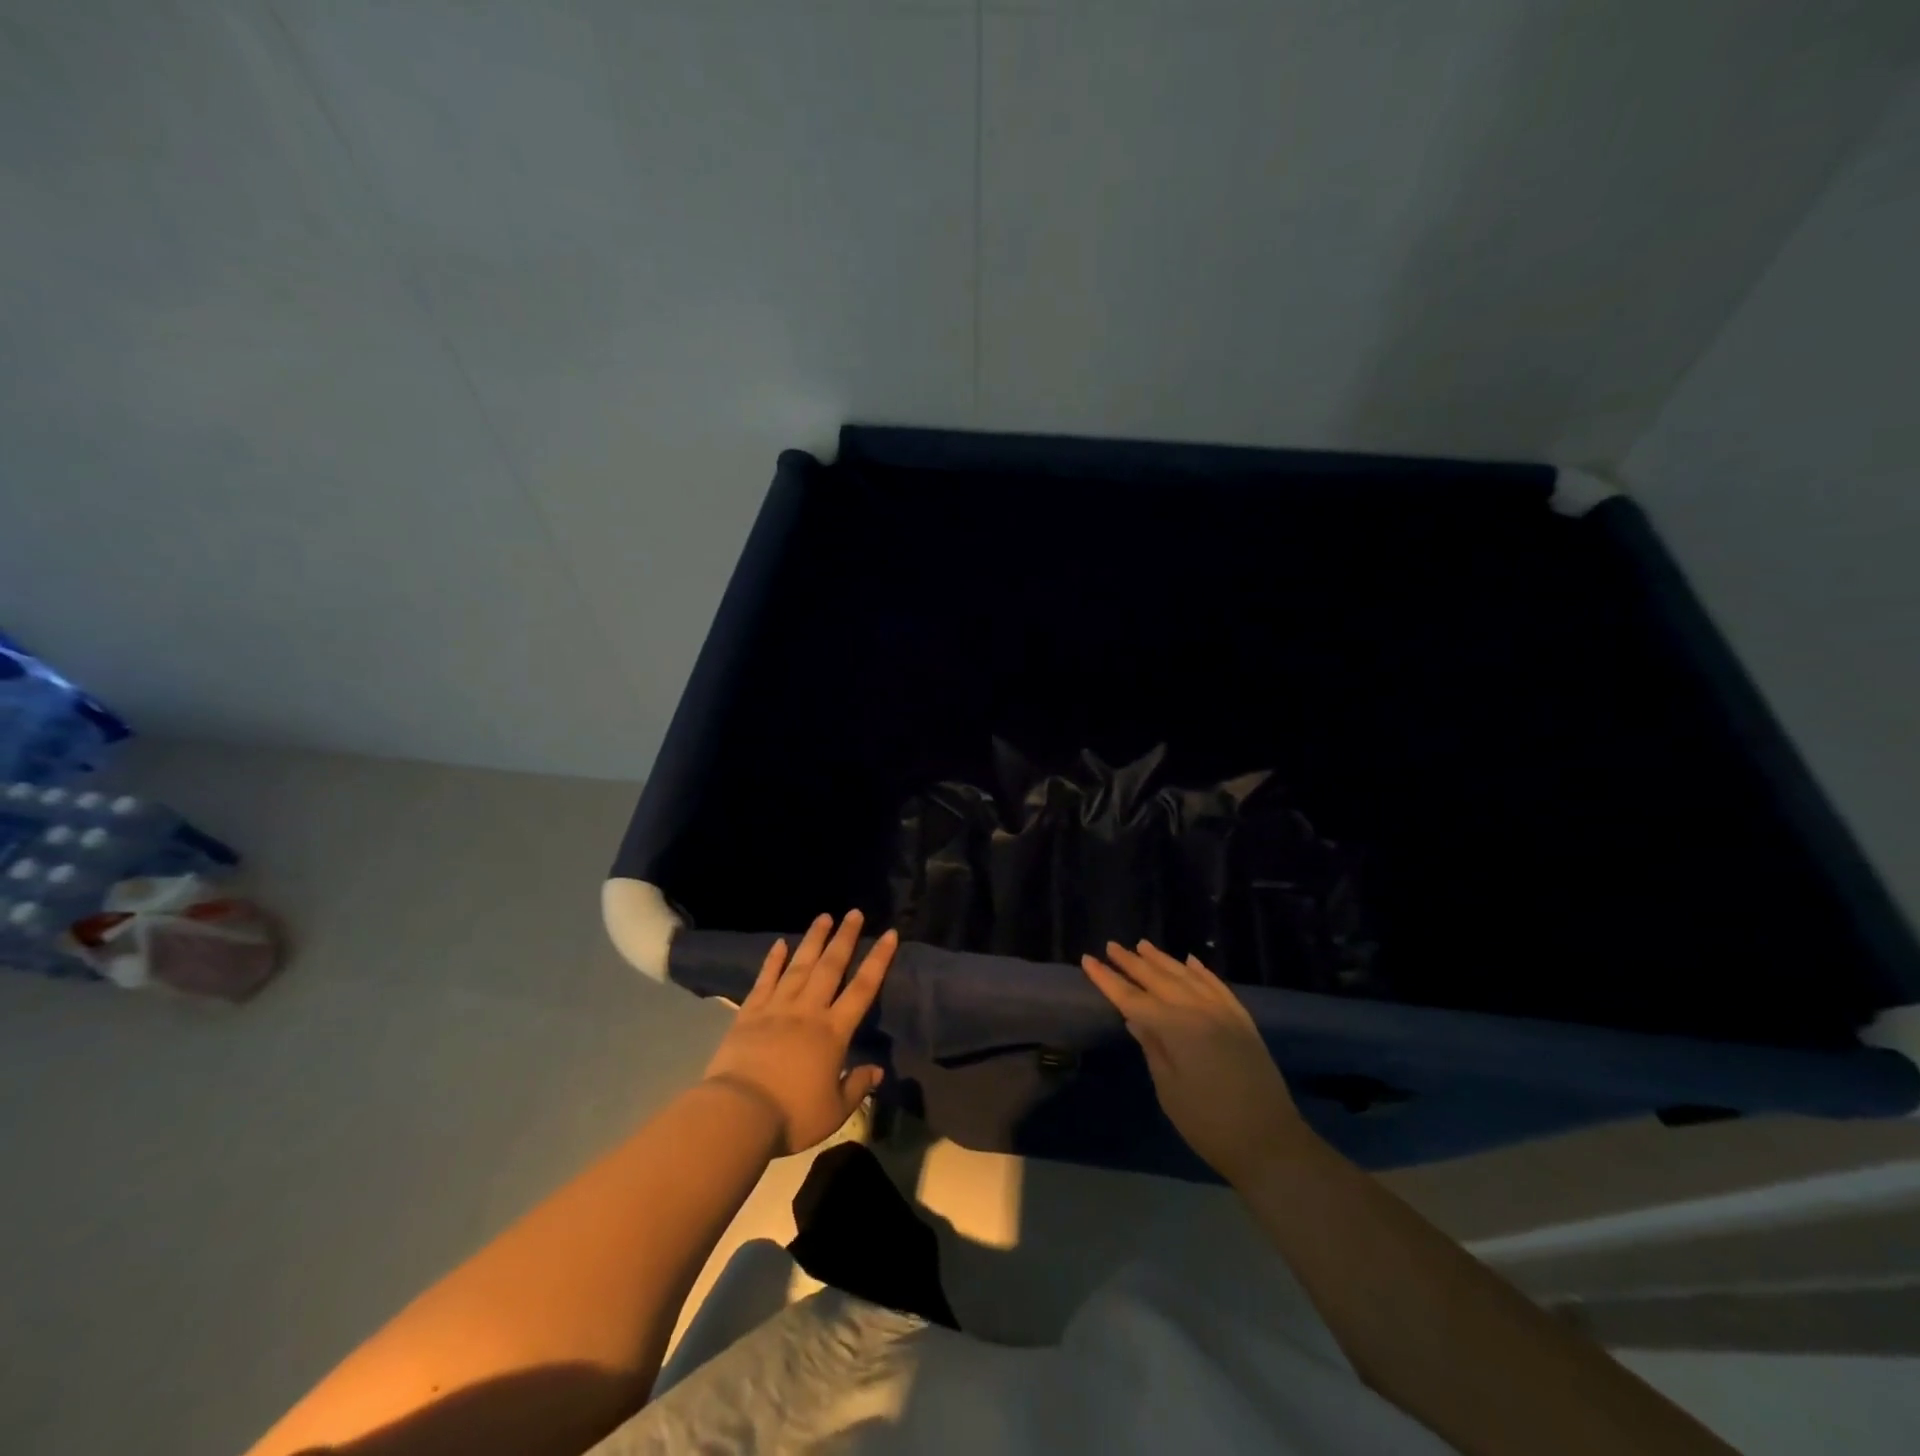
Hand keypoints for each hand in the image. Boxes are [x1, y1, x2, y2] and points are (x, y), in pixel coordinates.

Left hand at [702, 910, 895, 1156]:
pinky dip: (772, 961)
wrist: (739, 1114)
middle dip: (845, 938)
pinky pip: (764, 981)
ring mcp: (777, 1008)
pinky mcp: (749, 1014)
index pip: (863, 988)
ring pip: (799, 966)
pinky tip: (779, 944)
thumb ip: (857, 1086)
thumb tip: (877, 1069)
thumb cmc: (792, 1115)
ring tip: (824, 917)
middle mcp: (808, 1011)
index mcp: (833, 1031)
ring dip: (813, 940)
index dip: (878, 959)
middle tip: (854, 913)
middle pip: (831, 967)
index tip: (889, 934)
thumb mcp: (834, 1110)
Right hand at [1081, 940, 1314, 1183]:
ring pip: (1187, 976)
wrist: (1271, 1143)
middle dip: (1132, 962)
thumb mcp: (1170, 1091)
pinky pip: (1217, 986)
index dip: (1108, 980)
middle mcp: (1199, 1011)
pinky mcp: (1242, 1021)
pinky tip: (1190, 961)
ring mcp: (1224, 1013)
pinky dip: (1202, 971)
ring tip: (1142, 945)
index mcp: (1176, 1028)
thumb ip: (1152, 1048)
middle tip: (1111, 945)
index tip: (1087, 960)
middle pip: (1159, 980)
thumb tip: (1136, 1019)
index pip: (1133, 998)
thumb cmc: (1210, 1125)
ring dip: (1163, 960)